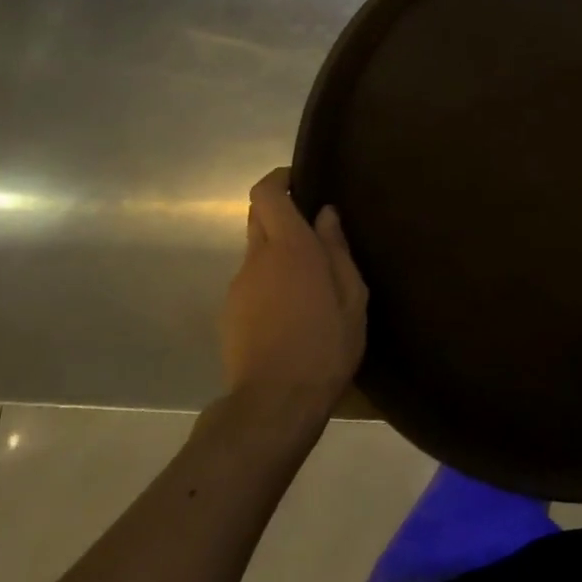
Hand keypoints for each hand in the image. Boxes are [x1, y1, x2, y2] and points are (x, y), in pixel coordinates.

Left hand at [219, 169, 366, 419]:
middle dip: (281, 212)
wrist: (275, 403)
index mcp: (290, 248)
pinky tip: (293, 310)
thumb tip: (326, 215)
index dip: (279, 179)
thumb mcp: (352, 297)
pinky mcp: (230, 312)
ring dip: (280, 252)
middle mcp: (257, 258)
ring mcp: (238, 286)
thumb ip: (337, 250)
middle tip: (315, 230)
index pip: (266, 194)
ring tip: (312, 281)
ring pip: (257, 252)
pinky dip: (271, 280)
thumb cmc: (325, 345)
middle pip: (258, 217)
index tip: (300, 180)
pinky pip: (252, 281)